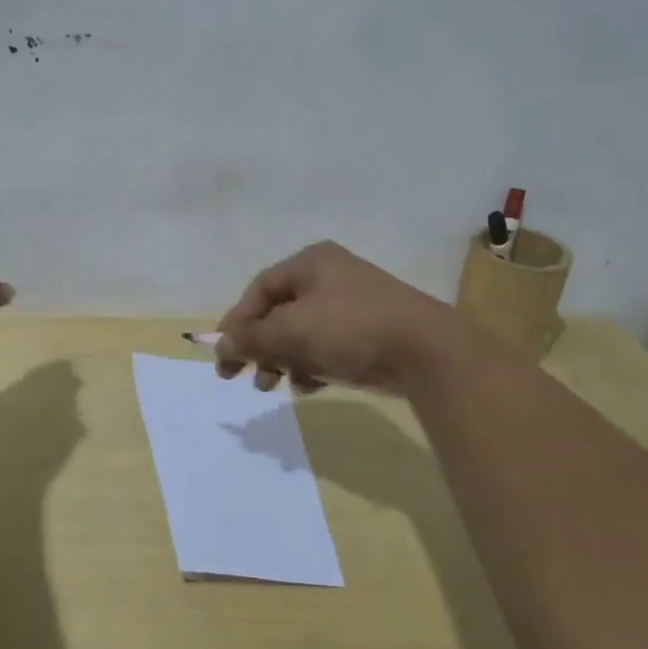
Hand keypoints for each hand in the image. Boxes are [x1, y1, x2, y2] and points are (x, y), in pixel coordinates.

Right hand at [213, 241, 469, 396]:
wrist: (428, 352)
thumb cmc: (351, 329)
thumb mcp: (292, 332)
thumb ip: (251, 338)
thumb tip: (219, 345)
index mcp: (311, 263)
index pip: (259, 290)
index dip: (237, 323)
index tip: (224, 356)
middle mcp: (331, 276)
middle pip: (279, 313)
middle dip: (261, 347)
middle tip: (246, 379)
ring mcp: (354, 304)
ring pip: (303, 333)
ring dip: (284, 360)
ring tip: (278, 385)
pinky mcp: (371, 331)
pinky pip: (328, 346)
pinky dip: (313, 364)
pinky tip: (310, 385)